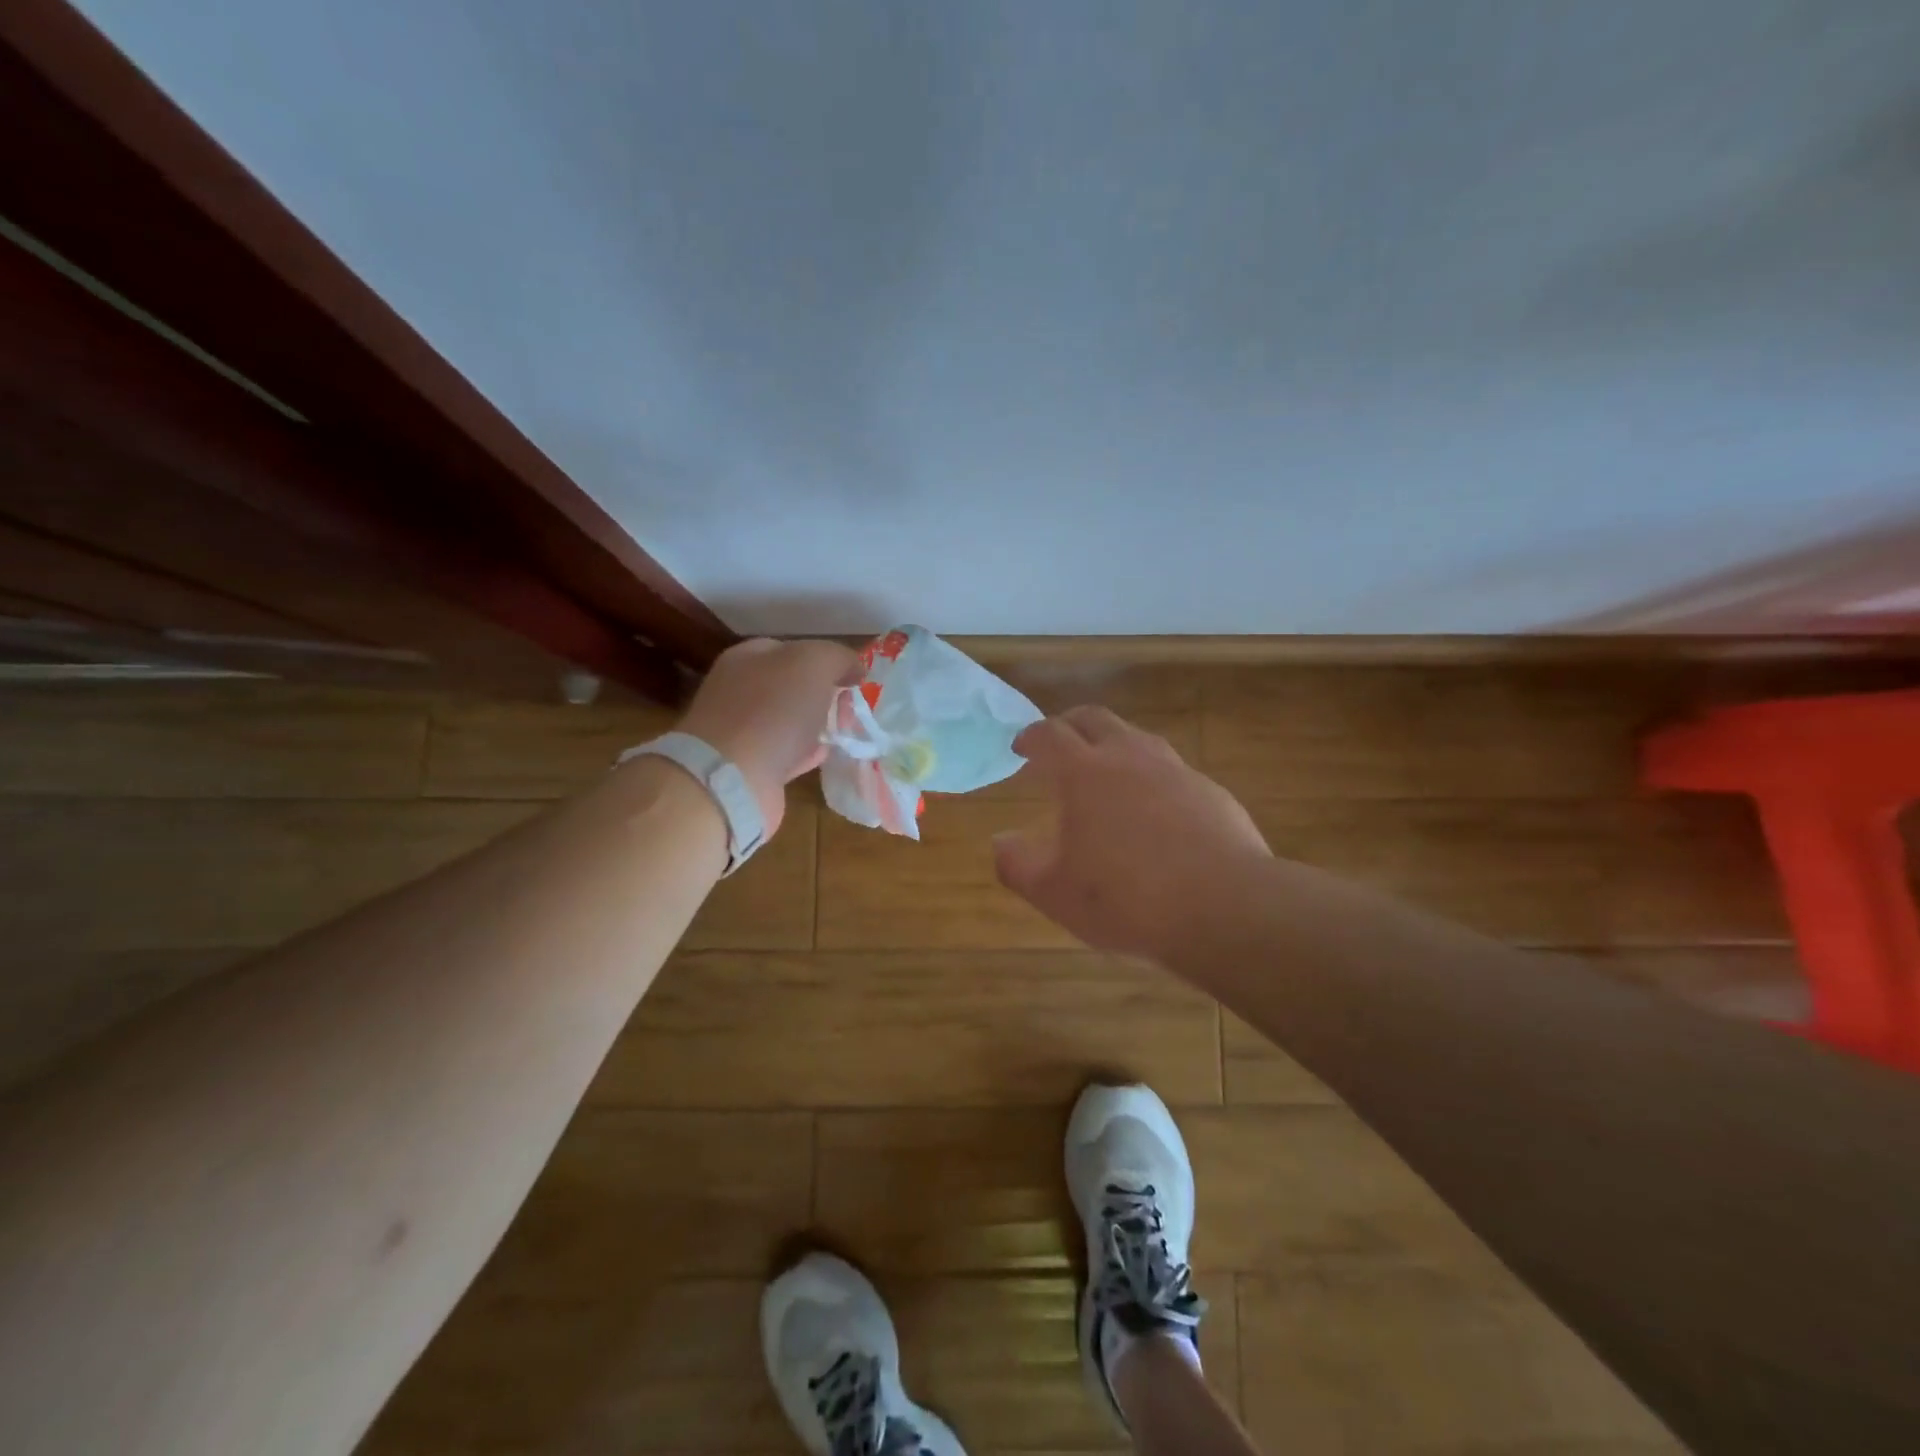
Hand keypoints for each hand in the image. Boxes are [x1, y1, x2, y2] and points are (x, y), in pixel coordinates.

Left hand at [676, 637, 860, 835]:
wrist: (732, 778)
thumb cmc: (772, 710)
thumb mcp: (813, 664)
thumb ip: (838, 657)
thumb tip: (855, 668)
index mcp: (748, 658)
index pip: (792, 649)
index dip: (826, 660)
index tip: (854, 679)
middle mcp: (740, 690)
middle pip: (792, 686)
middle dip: (825, 695)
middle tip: (850, 709)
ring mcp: (741, 731)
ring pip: (790, 720)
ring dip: (816, 724)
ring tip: (843, 731)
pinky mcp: (749, 767)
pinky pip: (785, 754)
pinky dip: (805, 753)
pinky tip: (822, 755)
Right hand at [993, 707, 1271, 962]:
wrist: (1225, 908)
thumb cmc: (1127, 900)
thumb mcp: (1054, 893)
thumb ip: (1016, 864)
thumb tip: (1001, 841)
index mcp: (1085, 773)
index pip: (1050, 734)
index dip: (1031, 736)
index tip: (1021, 746)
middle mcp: (1129, 757)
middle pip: (1094, 718)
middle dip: (1069, 724)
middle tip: (1058, 744)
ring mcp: (1175, 770)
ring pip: (1137, 738)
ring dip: (1112, 745)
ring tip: (1104, 772)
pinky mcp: (1209, 791)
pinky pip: (1171, 770)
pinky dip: (1150, 776)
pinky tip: (1154, 810)